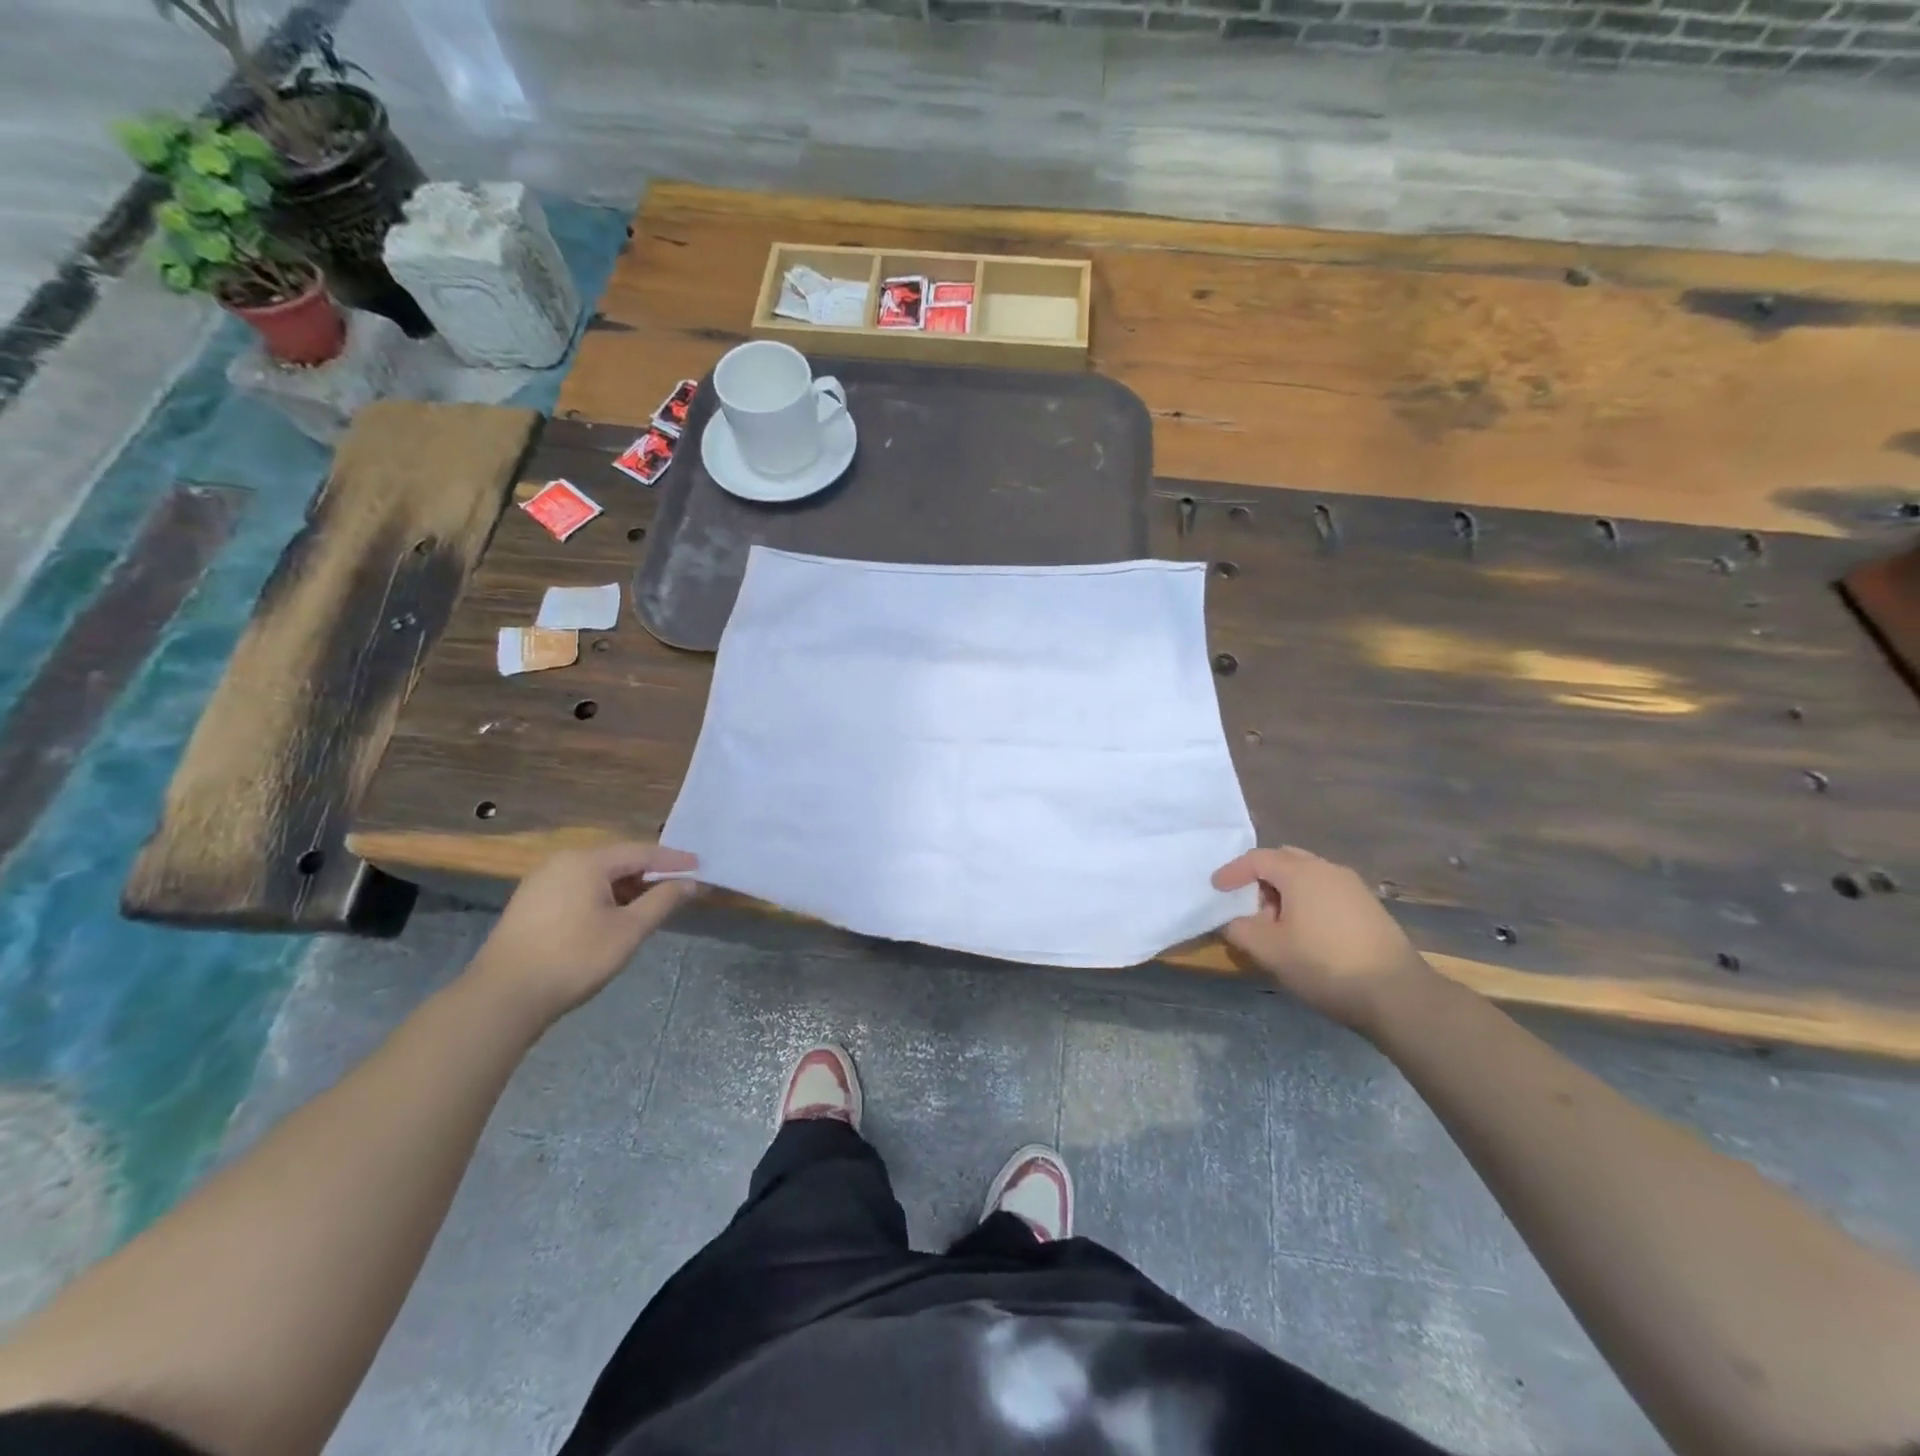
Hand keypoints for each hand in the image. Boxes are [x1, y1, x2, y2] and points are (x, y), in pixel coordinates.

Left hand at [471, 842, 699, 1025]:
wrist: (503, 998)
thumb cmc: (574, 958)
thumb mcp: (628, 930)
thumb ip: (662, 901)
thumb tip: (690, 882)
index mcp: (586, 861)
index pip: (641, 852)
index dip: (673, 859)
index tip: (700, 866)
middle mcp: (561, 862)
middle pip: (617, 860)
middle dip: (649, 873)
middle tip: (678, 885)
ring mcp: (540, 882)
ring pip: (595, 876)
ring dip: (626, 887)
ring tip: (650, 903)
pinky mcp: (529, 904)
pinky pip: (577, 888)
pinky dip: (602, 896)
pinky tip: (613, 916)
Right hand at [1211, 846, 1435, 1034]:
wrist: (1397, 995)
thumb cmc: (1324, 965)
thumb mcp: (1269, 950)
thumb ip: (1239, 928)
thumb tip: (1230, 920)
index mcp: (1300, 872)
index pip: (1256, 858)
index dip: (1232, 872)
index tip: (1216, 888)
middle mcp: (1327, 869)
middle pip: (1284, 860)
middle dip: (1260, 877)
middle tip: (1247, 904)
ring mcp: (1352, 886)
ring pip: (1307, 875)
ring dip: (1284, 891)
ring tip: (1276, 923)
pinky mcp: (1369, 906)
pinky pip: (1326, 890)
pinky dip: (1306, 900)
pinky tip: (1305, 931)